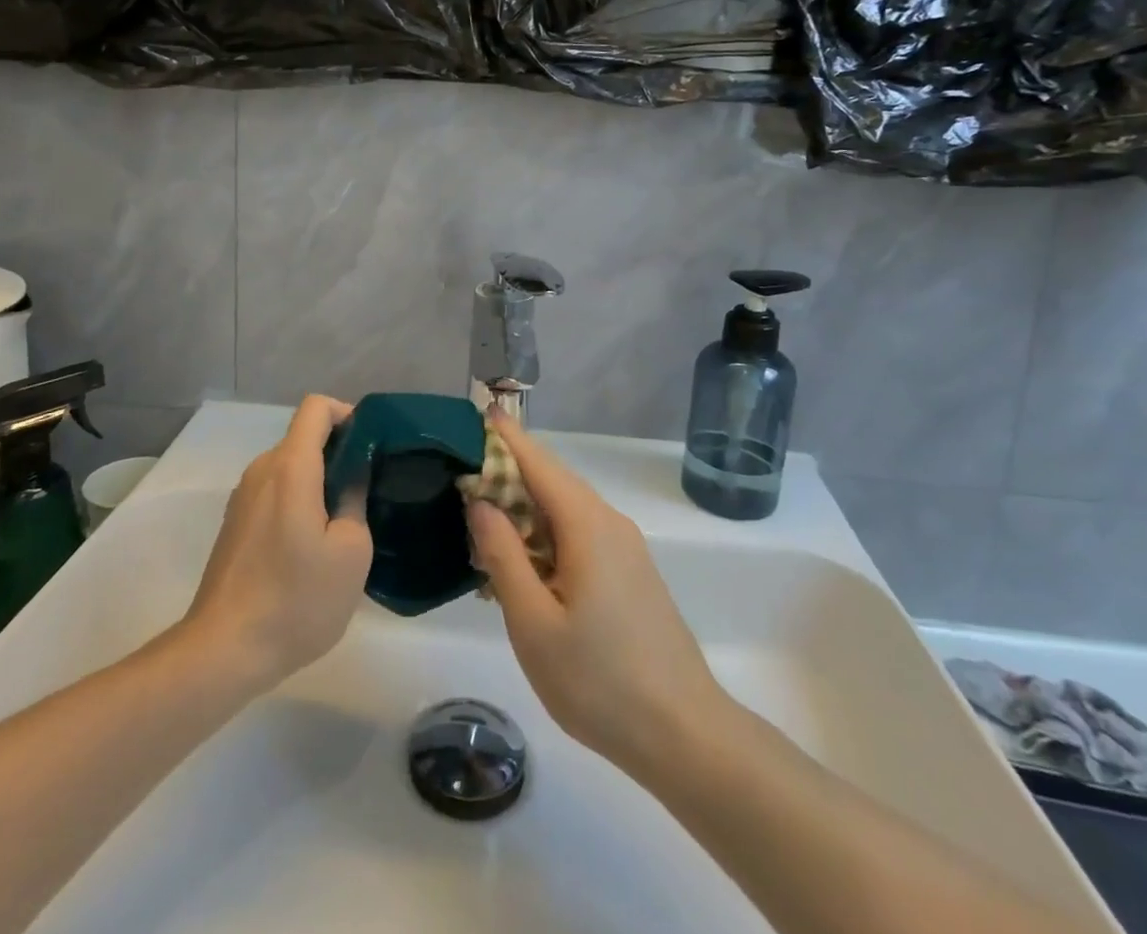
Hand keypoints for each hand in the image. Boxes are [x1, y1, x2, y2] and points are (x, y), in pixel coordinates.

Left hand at [185, 395, 372, 688]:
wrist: (224, 651)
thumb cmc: (296, 599)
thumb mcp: (350, 552)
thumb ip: (355, 500)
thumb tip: (353, 475)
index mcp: (290, 467)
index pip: (316, 407)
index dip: (347, 414)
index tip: (370, 445)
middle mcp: (261, 471)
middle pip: (303, 437)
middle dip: (338, 452)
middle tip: (367, 489)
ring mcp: (243, 497)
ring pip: (289, 468)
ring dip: (318, 481)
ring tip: (343, 522)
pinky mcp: (235, 523)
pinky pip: (274, 492)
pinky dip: (298, 501)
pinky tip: (311, 546)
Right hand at [467, 413, 725, 774]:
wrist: (685, 734)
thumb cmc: (600, 680)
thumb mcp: (534, 622)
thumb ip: (503, 555)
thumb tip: (481, 501)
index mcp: (586, 524)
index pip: (538, 461)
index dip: (506, 436)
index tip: (477, 413)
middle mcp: (608, 522)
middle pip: (551, 481)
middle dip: (508, 474)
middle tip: (461, 481)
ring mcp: (624, 548)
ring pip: (565, 510)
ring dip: (524, 510)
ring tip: (482, 524)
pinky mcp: (629, 573)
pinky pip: (579, 535)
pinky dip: (544, 535)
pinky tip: (522, 564)